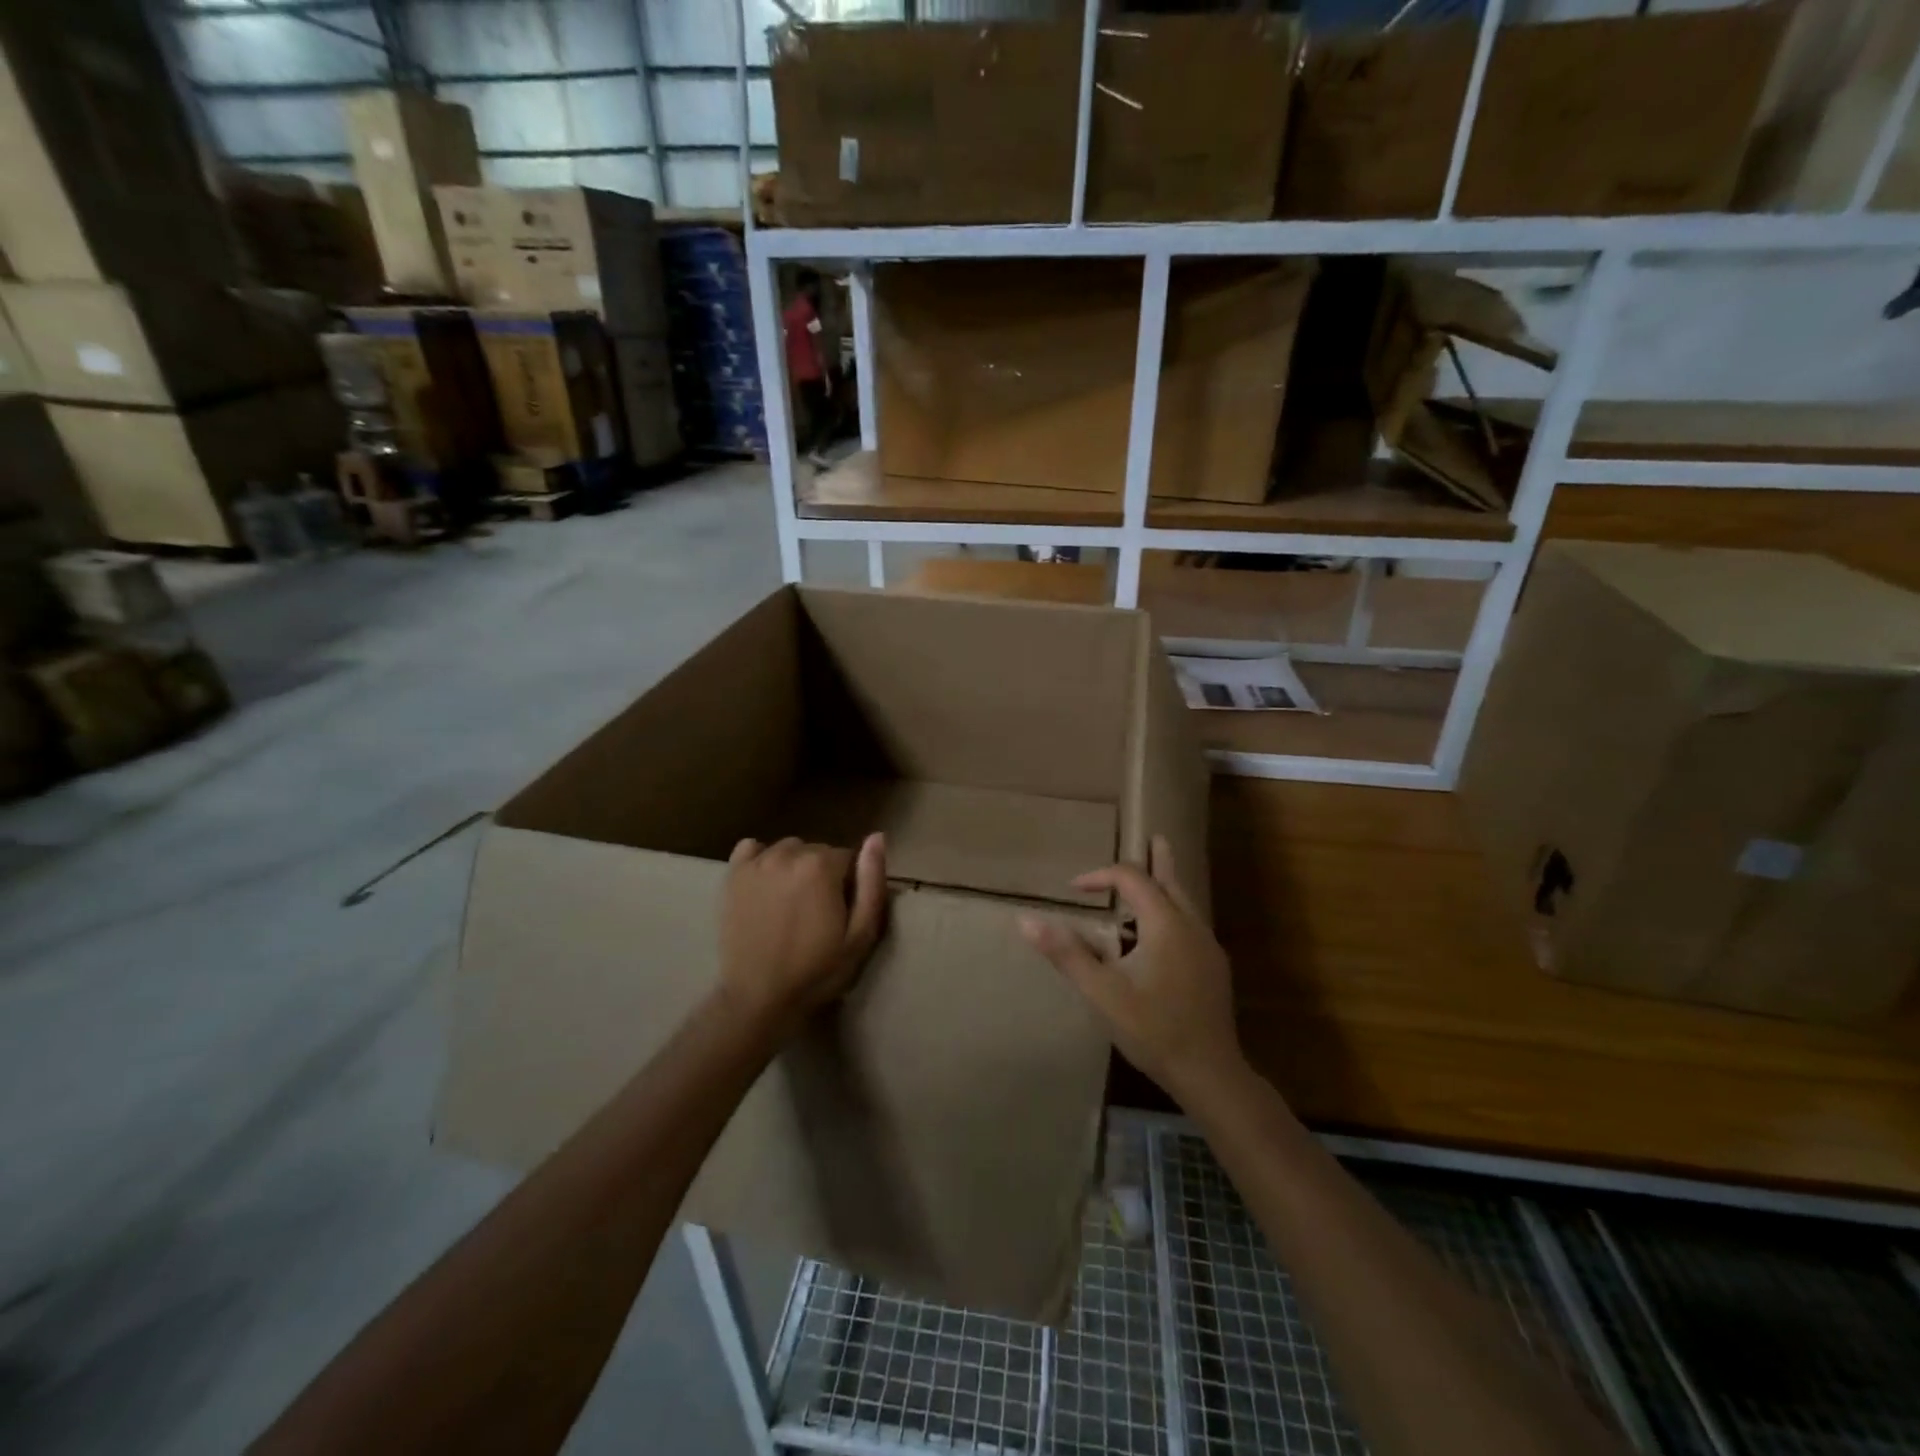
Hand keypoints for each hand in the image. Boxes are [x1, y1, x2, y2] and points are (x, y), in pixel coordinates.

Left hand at [718, 834, 887, 1039]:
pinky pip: (750, 849)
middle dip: (823, 874)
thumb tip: (877, 837)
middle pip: (817, 851)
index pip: (847, 856)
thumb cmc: (817, 971)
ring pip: (787, 850)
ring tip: (791, 902)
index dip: (848, 884)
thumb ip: (872, 882)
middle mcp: (788, 855)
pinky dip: (761, 859)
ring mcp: (756, 863)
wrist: (760, 998)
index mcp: (821, 866)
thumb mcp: (860, 935)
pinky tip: (765, 884)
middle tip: (817, 911)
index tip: (841, 911)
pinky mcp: (733, 876)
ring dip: (794, 866)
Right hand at [1018, 835, 1240, 1101]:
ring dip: (1164, 886)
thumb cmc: (1152, 1029)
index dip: (1100, 876)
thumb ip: (1066, 953)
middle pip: (1171, 880)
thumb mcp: (1101, 991)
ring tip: (1156, 875)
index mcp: (1165, 923)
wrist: (1210, 1072)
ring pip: (1184, 902)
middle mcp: (1191, 926)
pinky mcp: (1214, 968)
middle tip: (1154, 838)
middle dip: (1156, 860)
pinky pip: (1190, 923)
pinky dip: (1171, 911)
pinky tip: (1161, 934)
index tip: (1074, 889)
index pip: (1132, 878)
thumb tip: (1026, 920)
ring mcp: (1208, 947)